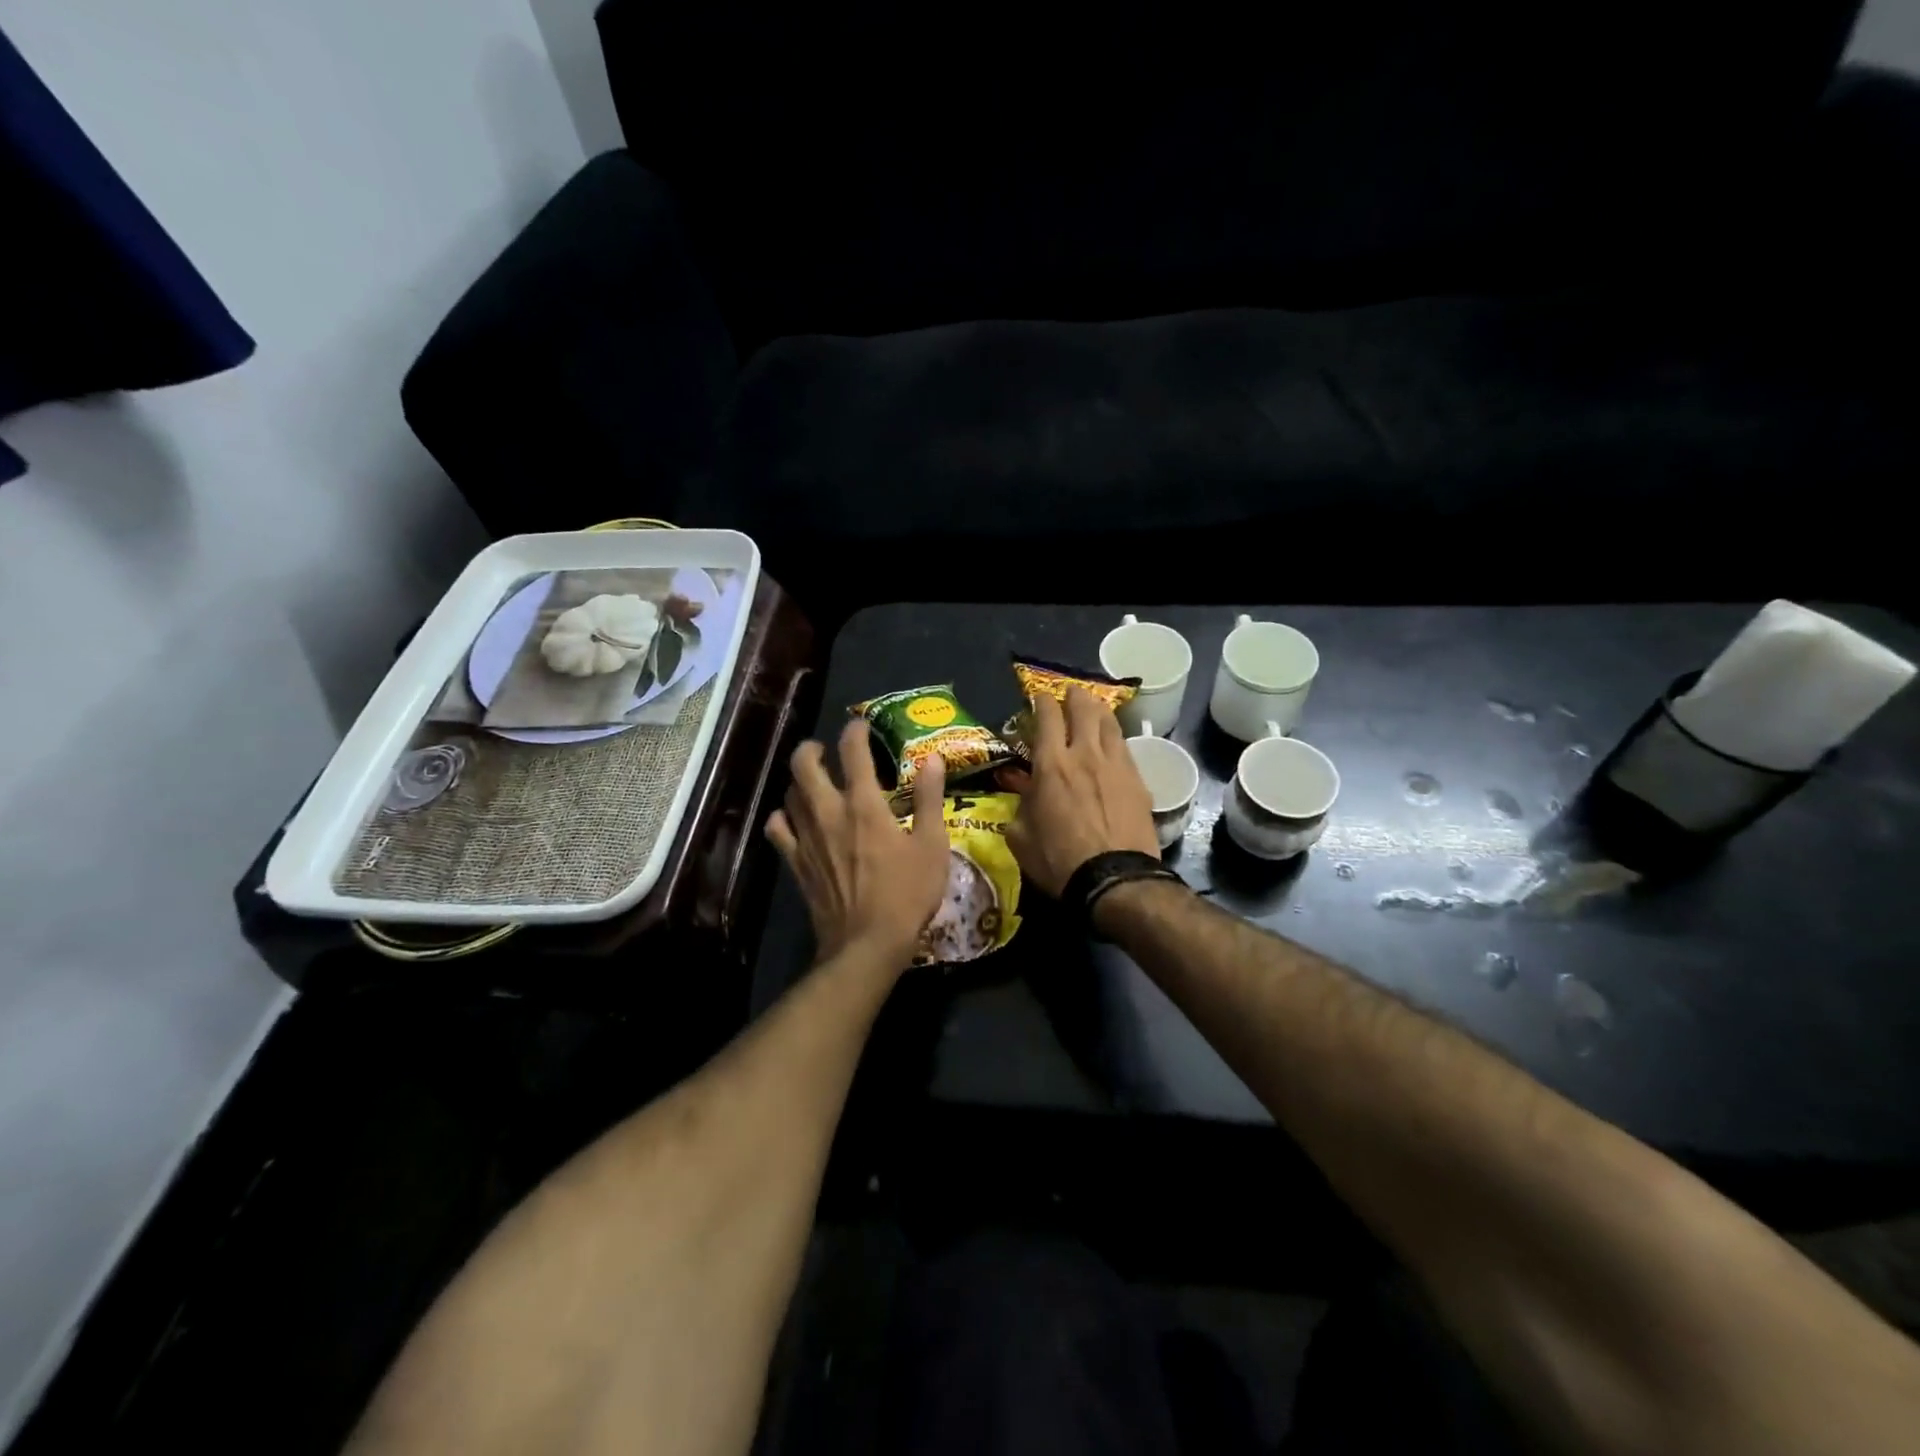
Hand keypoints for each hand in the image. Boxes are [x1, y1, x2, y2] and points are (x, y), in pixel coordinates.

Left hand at [765, 720, 951, 964]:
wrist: (867, 944)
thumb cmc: (907, 894)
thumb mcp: (932, 845)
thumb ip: (930, 799)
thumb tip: (932, 760)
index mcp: (864, 805)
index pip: (853, 752)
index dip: (855, 731)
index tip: (861, 726)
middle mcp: (828, 812)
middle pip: (803, 765)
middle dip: (812, 748)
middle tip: (825, 750)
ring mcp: (806, 838)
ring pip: (789, 793)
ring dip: (800, 780)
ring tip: (814, 782)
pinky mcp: (795, 862)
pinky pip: (777, 829)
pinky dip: (782, 817)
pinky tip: (794, 819)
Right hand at [1002, 688, 1158, 897]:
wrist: (1115, 879)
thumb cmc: (1059, 861)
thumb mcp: (1020, 837)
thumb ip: (1019, 806)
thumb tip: (1022, 793)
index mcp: (1051, 764)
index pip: (1047, 716)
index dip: (1041, 700)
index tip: (1038, 696)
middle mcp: (1085, 754)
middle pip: (1083, 708)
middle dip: (1074, 696)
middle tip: (1069, 694)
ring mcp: (1116, 764)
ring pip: (1109, 722)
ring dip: (1098, 710)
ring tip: (1093, 708)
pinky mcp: (1138, 780)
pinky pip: (1125, 747)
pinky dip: (1114, 737)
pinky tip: (1112, 743)